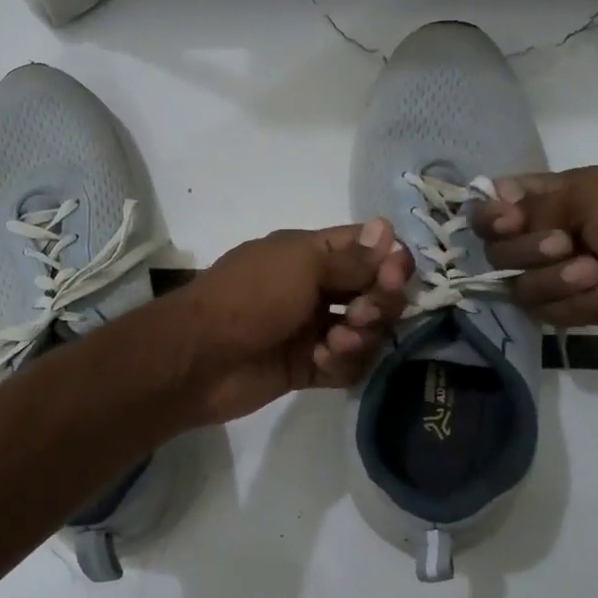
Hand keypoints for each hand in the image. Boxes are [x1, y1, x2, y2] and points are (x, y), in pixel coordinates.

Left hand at [170, 220, 413, 425]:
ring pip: (363, 331)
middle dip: (380, 301)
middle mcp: (314, 288)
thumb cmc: (250, 297)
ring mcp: (310, 329)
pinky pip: (344, 365)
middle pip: (371, 292)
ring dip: (361, 334)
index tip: (397, 272)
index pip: (364, 249)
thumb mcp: (301, 265)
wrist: (199, 357)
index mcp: (309, 254)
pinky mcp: (305, 368)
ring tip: (340, 339)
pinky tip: (323, 359)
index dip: (388, 258)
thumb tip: (388, 229)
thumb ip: (351, 258)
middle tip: (365, 312)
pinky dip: (342, 362)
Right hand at [470, 167, 597, 342]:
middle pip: (497, 251)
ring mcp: (560, 274)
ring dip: (558, 281)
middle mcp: (547, 234)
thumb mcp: (594, 197)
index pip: (494, 206)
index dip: (491, 217)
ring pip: (519, 287)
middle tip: (566, 245)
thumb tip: (494, 205)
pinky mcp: (575, 309)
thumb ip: (535, 205)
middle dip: (528, 251)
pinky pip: (548, 313)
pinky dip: (582, 303)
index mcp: (552, 197)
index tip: (509, 222)